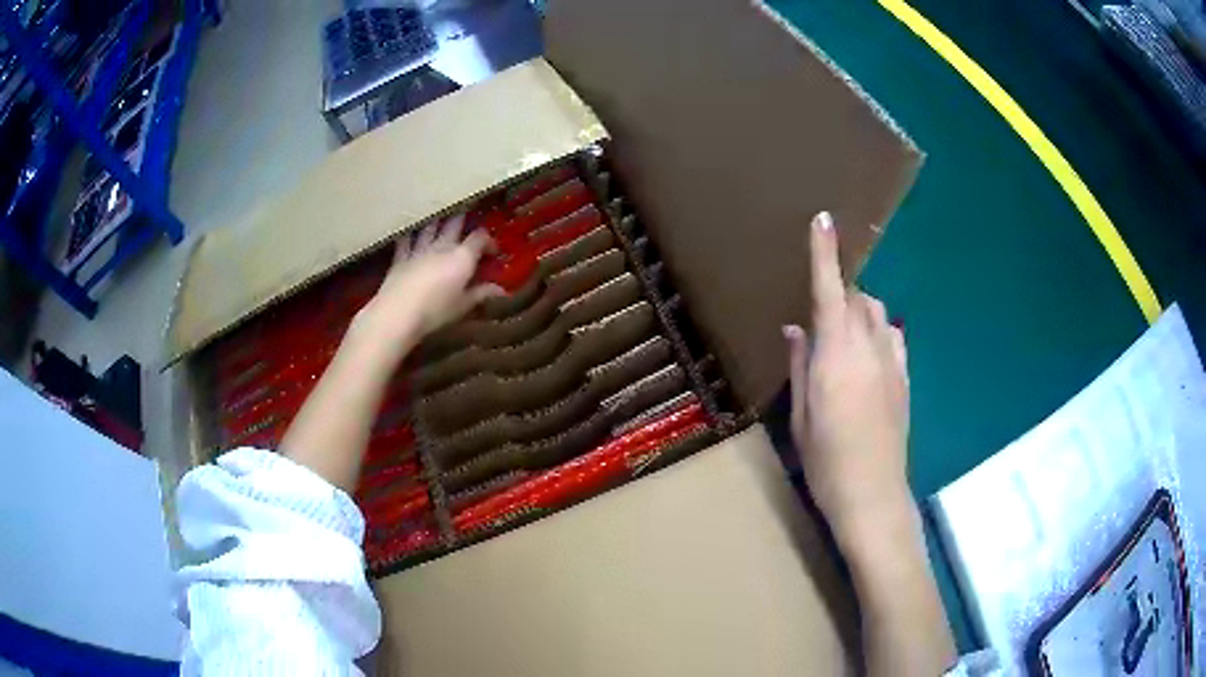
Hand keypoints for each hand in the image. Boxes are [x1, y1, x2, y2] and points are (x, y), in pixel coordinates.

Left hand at [353, 214, 500, 352]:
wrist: (398, 312)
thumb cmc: (436, 311)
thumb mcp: (463, 306)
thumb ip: (481, 294)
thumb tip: (501, 290)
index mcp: (462, 257)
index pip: (480, 238)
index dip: (488, 241)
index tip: (493, 251)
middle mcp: (442, 246)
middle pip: (455, 224)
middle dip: (464, 219)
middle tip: (469, 217)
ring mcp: (420, 249)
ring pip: (431, 226)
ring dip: (438, 220)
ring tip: (442, 217)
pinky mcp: (401, 257)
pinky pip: (406, 240)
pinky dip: (410, 234)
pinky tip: (409, 231)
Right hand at [784, 211, 914, 554]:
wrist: (873, 495)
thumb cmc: (826, 460)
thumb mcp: (802, 415)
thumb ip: (801, 365)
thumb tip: (796, 328)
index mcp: (836, 356)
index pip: (830, 291)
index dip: (824, 253)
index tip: (823, 220)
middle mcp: (869, 349)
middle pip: (858, 298)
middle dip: (841, 292)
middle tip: (821, 313)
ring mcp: (893, 362)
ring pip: (878, 314)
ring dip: (860, 311)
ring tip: (844, 336)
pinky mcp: (905, 378)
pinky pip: (894, 336)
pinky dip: (879, 331)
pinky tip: (869, 353)